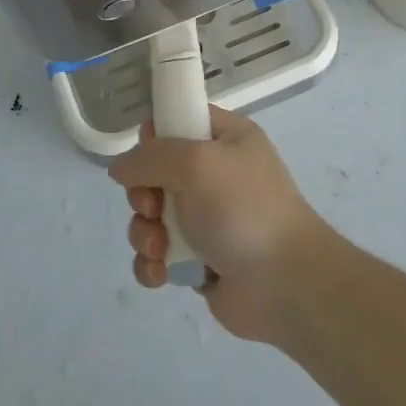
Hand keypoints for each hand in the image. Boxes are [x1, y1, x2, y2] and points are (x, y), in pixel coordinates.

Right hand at [109, 107, 334, 342]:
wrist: (286, 285)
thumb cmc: (244, 209)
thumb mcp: (196, 163)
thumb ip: (150, 156)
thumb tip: (119, 168)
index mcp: (226, 139)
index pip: (179, 120)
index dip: (155, 136)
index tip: (147, 156)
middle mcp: (216, 175)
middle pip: (155, 172)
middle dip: (143, 194)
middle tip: (154, 209)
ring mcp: (207, 219)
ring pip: (151, 217)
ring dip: (145, 233)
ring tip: (160, 250)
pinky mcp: (198, 260)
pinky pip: (158, 255)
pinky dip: (153, 264)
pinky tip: (161, 274)